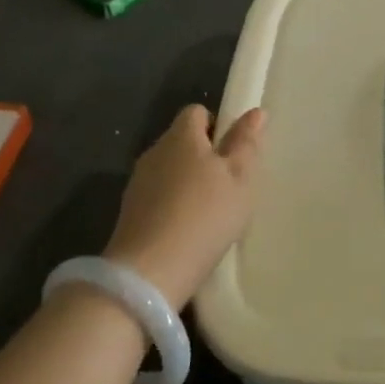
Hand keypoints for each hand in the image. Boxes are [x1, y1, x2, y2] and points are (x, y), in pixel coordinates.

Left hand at [105, 105, 266, 308]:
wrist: (150, 272)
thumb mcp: (239, 179)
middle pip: (181, 141)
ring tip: (209, 211)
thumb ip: (246, 143)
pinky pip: (157, 196)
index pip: (196, 112)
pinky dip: (172, 205)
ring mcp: (138, 183)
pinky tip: (187, 230)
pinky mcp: (129, 212)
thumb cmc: (204, 216)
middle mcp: (155, 151)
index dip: (216, 125)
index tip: (232, 152)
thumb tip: (255, 111)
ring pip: (168, 170)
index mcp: (182, 136)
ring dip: (186, 182)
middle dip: (203, 155)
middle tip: (227, 184)